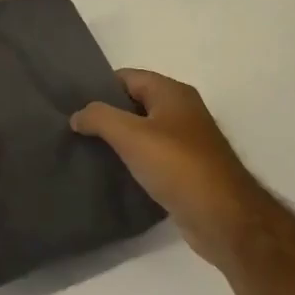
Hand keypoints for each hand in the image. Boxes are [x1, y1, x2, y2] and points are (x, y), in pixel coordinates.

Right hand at [70, 70, 265, 263]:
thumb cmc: (178, 166)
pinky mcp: (186, 170)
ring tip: (85, 149)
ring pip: (142, 132)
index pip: (127, 77)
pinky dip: (132, 160)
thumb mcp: (131, 135)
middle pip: (134, 103)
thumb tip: (77, 115)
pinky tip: (111, 172)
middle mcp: (182, 111)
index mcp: (173, 93)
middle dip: (105, 114)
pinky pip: (151, 156)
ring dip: (117, 139)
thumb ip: (99, 117)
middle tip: (73, 128)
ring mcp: (186, 142)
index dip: (99, 87)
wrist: (223, 218)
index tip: (71, 103)